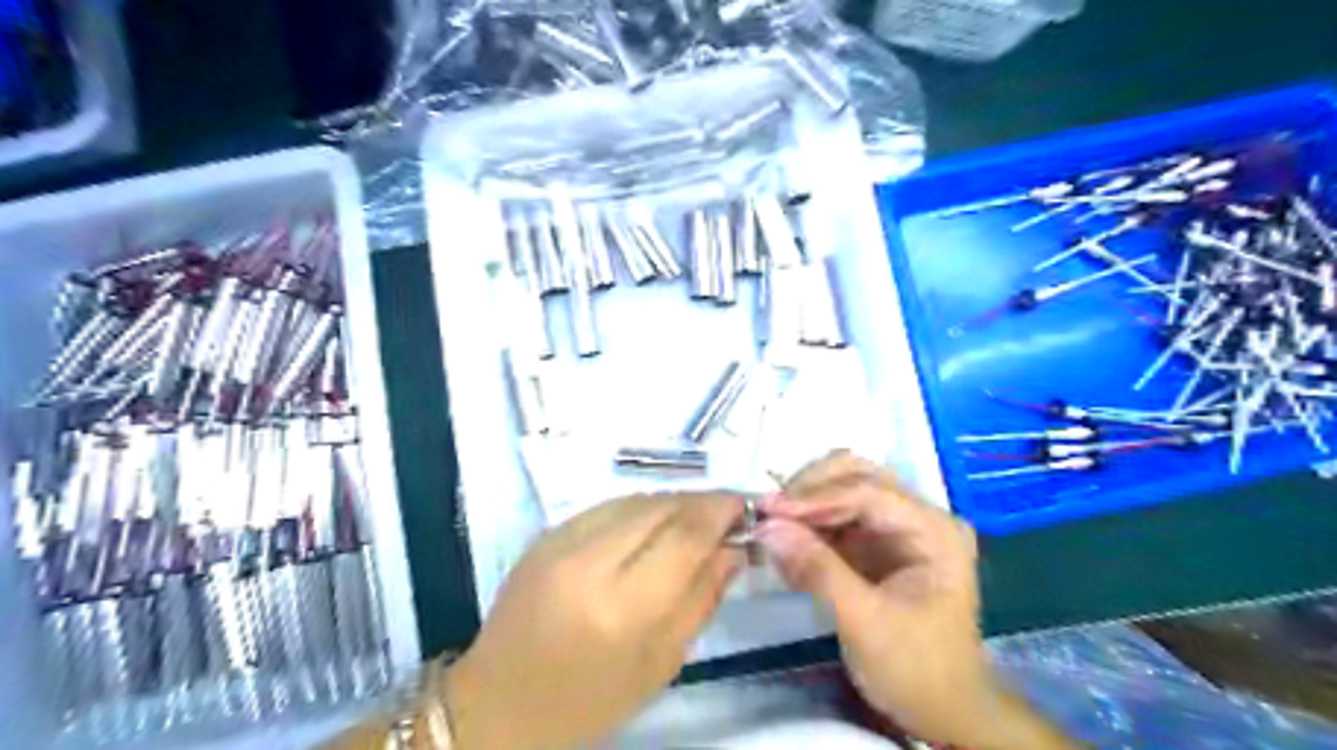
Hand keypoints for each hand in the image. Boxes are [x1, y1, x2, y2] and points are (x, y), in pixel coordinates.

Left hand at [447, 492, 740, 749]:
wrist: (498, 702)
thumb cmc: (589, 700)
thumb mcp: (660, 664)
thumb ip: (701, 598)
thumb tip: (733, 549)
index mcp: (621, 607)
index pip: (685, 534)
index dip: (720, 511)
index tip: (745, 506)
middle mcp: (589, 561)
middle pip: (661, 507)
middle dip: (701, 502)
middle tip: (727, 512)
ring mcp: (561, 541)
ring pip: (635, 498)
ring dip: (672, 502)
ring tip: (694, 518)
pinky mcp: (546, 534)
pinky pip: (607, 506)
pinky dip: (639, 508)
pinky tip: (652, 525)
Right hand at [762, 450, 1073, 748]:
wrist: (942, 711)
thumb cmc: (915, 670)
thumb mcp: (864, 623)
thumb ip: (817, 570)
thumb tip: (766, 527)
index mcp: (933, 531)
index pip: (868, 492)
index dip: (816, 497)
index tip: (769, 510)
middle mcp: (918, 516)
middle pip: (857, 475)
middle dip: (809, 489)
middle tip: (767, 512)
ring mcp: (897, 526)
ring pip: (843, 488)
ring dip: (805, 502)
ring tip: (771, 525)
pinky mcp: (877, 541)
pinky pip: (836, 515)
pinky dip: (808, 524)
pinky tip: (786, 542)